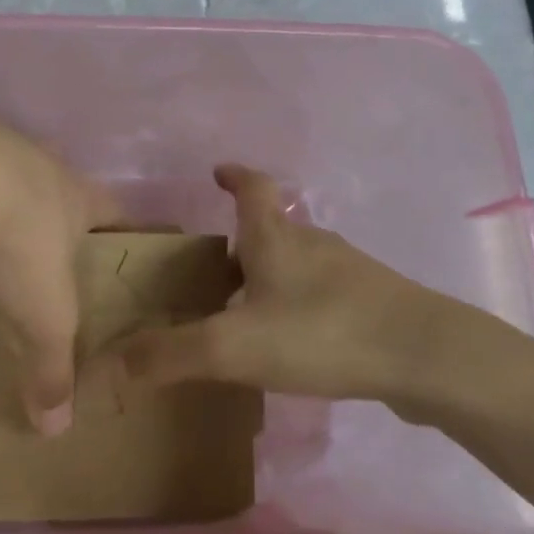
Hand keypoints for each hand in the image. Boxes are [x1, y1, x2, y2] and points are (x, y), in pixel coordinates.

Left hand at [0, 124, 118, 434]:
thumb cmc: (22, 244)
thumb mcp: (43, 316)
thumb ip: (52, 368)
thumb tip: (56, 429)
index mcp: (81, 198)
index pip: (117, 211)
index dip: (123, 230)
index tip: (122, 247)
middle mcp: (47, 165)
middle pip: (64, 188)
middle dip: (60, 215)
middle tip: (49, 250)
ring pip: (13, 174)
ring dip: (7, 199)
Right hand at [115, 165, 466, 410]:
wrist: (424, 356)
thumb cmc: (322, 333)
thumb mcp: (234, 346)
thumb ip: (170, 354)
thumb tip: (109, 362)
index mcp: (277, 239)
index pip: (253, 189)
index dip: (235, 177)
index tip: (219, 172)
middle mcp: (313, 244)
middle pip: (274, 229)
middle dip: (244, 241)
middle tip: (215, 269)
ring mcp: (349, 274)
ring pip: (300, 263)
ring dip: (272, 276)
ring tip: (246, 309)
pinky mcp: (373, 305)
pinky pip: (324, 296)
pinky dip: (300, 306)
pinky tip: (295, 342)